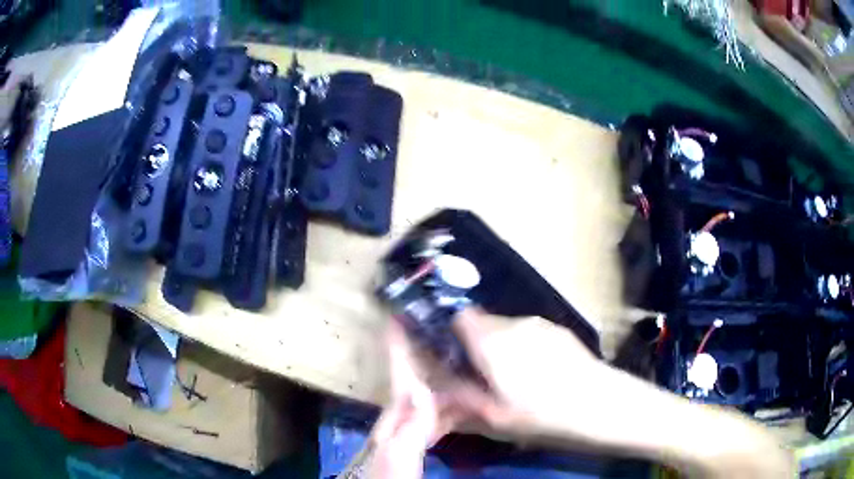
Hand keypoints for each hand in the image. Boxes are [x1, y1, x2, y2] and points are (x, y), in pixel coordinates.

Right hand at [367, 309, 611, 477]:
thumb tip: (434, 398)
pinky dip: (526, 347)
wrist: (597, 403)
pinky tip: (542, 373)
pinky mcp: (560, 331)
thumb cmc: (538, 414)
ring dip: (503, 346)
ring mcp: (540, 325)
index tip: (453, 357)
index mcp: (491, 342)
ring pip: (508, 329)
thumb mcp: (492, 419)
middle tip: (484, 376)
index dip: (451, 333)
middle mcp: (513, 324)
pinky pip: (531, 333)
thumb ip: (458, 404)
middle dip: (477, 344)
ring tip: (516, 378)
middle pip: (483, 323)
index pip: (460, 317)